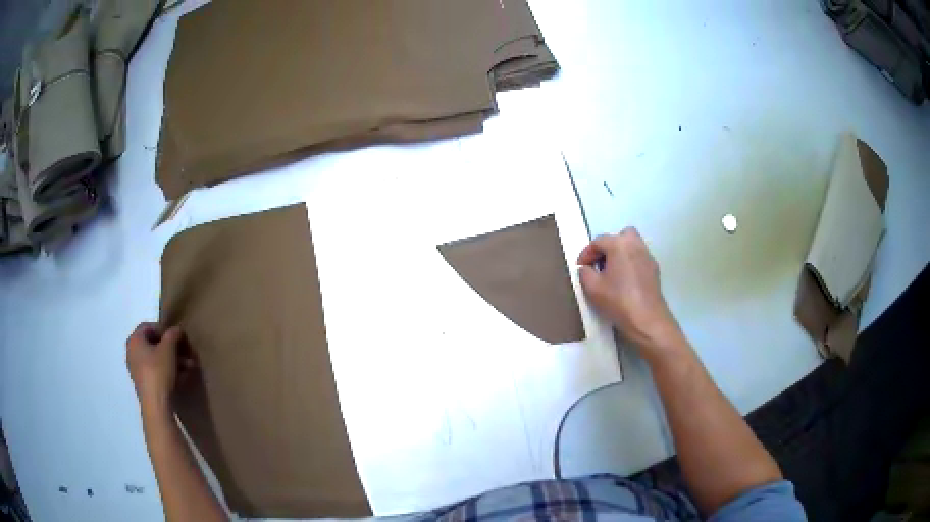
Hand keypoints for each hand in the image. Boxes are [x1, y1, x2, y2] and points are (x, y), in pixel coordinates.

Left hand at [126, 322, 191, 410]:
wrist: (155, 405)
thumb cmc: (158, 371)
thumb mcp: (169, 349)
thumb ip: (173, 334)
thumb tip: (177, 330)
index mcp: (134, 340)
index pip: (149, 326)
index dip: (164, 330)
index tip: (177, 337)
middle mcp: (132, 352)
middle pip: (153, 344)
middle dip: (171, 348)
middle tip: (185, 353)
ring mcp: (136, 369)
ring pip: (156, 359)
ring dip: (173, 361)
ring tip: (188, 367)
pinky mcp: (143, 383)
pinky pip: (155, 371)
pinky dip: (167, 371)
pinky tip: (181, 377)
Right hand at [577, 228, 684, 358]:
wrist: (647, 320)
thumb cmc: (618, 301)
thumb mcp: (592, 288)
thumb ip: (585, 273)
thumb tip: (586, 268)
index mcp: (619, 245)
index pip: (598, 241)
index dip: (586, 253)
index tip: (580, 268)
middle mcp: (636, 245)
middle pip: (620, 236)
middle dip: (608, 246)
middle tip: (600, 263)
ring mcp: (648, 257)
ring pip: (632, 246)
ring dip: (620, 254)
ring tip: (611, 273)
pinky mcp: (654, 270)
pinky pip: (639, 259)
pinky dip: (630, 264)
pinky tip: (625, 282)